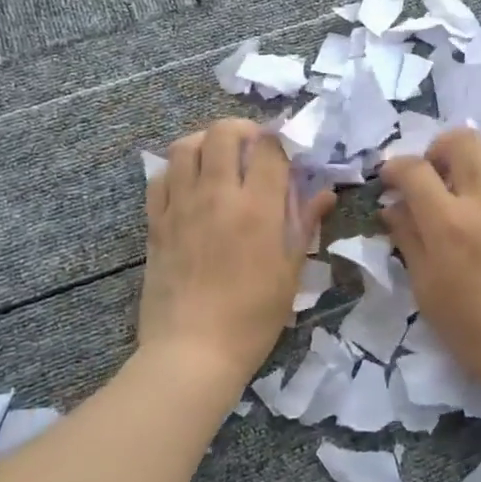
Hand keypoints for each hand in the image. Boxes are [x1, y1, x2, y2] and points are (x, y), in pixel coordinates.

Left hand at [139, 119, 333, 391]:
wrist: (193, 352)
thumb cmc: (253, 317)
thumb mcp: (291, 272)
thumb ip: (306, 224)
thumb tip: (324, 192)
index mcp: (258, 208)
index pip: (269, 147)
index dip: (280, 140)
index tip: (286, 152)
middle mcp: (217, 195)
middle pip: (223, 132)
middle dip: (242, 130)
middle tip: (252, 149)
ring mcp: (181, 206)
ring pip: (185, 145)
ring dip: (206, 142)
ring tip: (219, 160)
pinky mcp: (155, 222)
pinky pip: (161, 177)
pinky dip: (177, 170)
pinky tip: (190, 186)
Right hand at [379, 129, 480, 391]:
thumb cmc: (472, 329)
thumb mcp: (426, 289)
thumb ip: (408, 239)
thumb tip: (392, 207)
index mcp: (448, 223)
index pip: (414, 170)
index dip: (394, 167)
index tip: (388, 178)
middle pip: (461, 140)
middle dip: (436, 148)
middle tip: (430, 173)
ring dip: (475, 153)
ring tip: (465, 178)